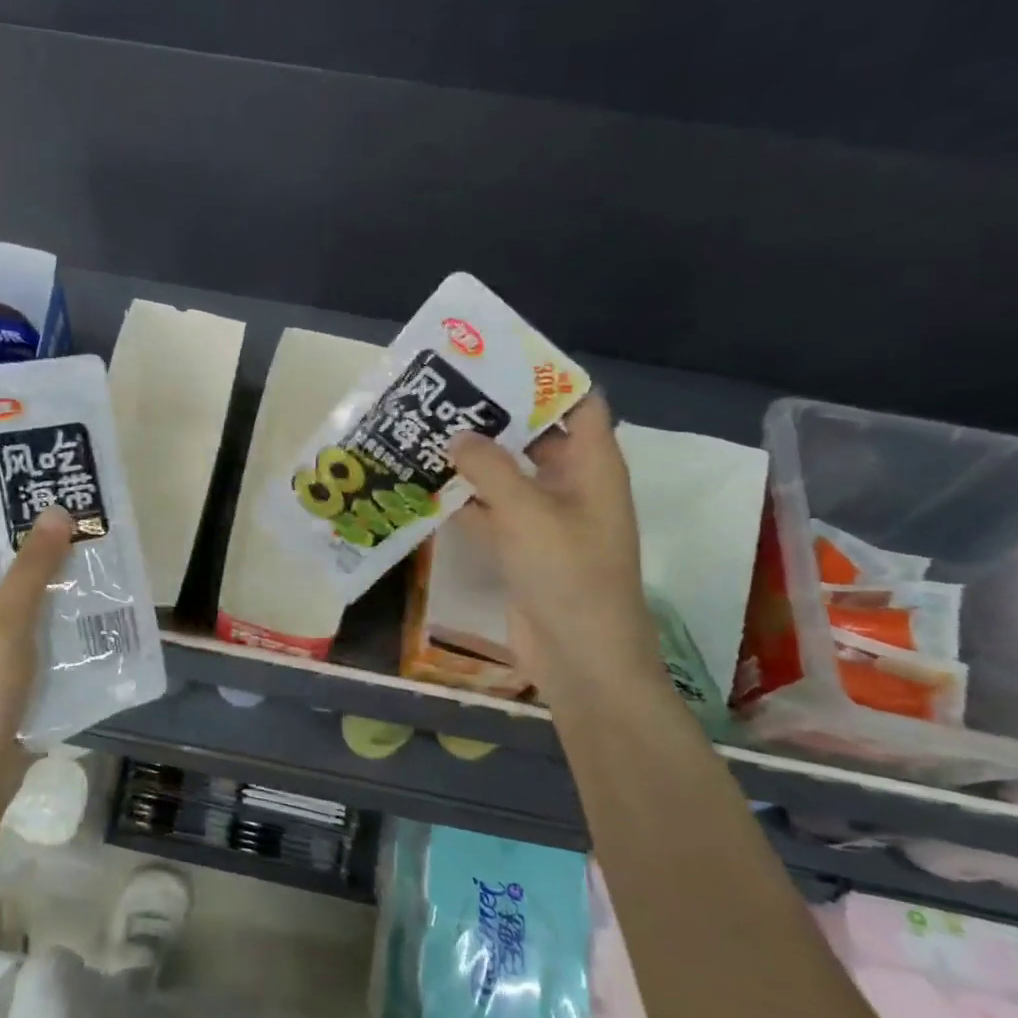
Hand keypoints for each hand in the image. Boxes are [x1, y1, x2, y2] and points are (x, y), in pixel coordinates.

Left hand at [0, 508, 73, 820]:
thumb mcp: (4, 625)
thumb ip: (31, 569)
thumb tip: (57, 511)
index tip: (15, 460)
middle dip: (25, 524)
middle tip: (69, 491)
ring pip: (16, 587)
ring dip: (46, 565)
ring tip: (89, 531)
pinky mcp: (8, 663)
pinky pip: (33, 620)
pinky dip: (56, 603)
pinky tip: (91, 589)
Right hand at [448, 394, 659, 703]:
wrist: (580, 658)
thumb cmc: (568, 575)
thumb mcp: (527, 512)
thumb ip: (489, 468)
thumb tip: (456, 436)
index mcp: (592, 465)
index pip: (577, 403)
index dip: (543, 378)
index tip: (494, 360)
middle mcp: (572, 484)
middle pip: (535, 435)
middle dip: (494, 417)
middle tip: (444, 395)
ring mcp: (546, 519)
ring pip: (507, 475)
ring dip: (473, 460)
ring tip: (426, 432)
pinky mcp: (522, 548)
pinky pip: (491, 512)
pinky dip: (464, 501)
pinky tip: (425, 488)